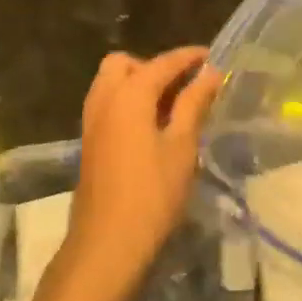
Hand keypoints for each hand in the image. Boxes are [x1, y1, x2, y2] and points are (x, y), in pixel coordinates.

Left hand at [49, 48, 222, 300]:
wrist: (107, 244)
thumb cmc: (152, 194)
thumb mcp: (182, 146)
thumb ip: (194, 104)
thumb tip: (210, 72)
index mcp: (128, 95)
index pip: (161, 63)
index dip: (188, 57)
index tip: (211, 56)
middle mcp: (104, 99)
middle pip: (125, 65)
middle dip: (154, 66)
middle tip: (184, 86)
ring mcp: (92, 122)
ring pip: (112, 84)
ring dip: (139, 84)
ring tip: (172, 106)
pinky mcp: (90, 143)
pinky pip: (108, 105)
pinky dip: (128, 103)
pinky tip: (153, 127)